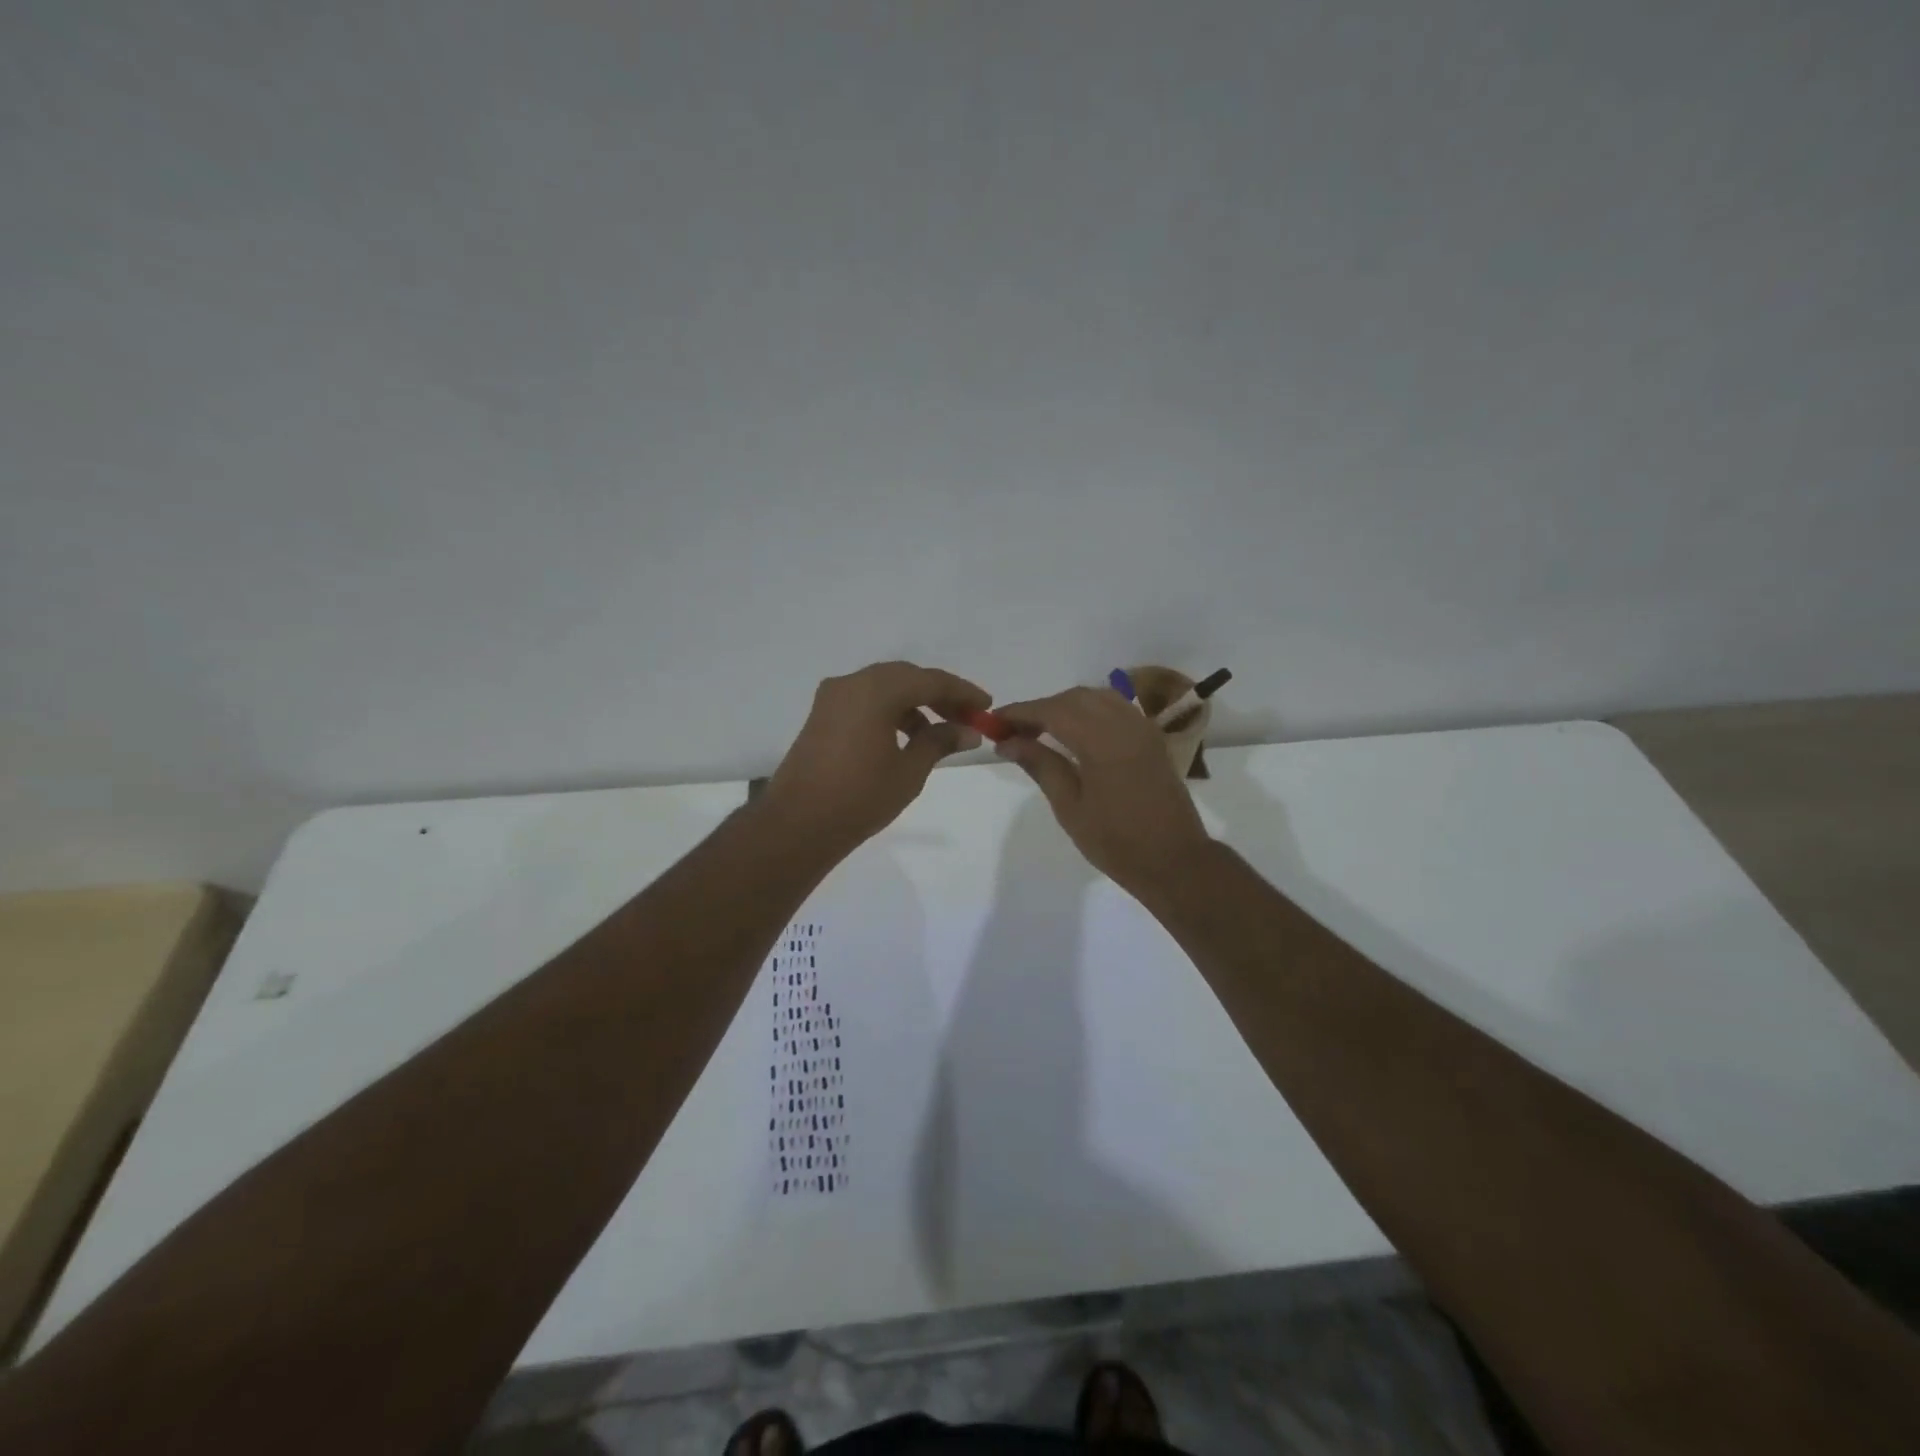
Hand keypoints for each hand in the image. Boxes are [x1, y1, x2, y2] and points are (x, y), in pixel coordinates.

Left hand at [762, 661, 990, 853]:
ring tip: (938, 735)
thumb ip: (940, 742)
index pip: (930, 680)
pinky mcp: (822, 716)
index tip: (986, 706)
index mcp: (876, 690)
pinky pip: (865, 701)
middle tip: (965, 718)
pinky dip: (889, 711)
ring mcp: (832, 698)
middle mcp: (852, 683)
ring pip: (884, 688)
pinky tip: (905, 739)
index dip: (962, 692)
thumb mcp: (909, 770)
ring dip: (914, 704)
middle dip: (938, 695)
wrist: (797, 825)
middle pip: (906, 678)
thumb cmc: (860, 797)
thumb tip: (967, 731)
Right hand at [994, 687, 1213, 895]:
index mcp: (1102, 741)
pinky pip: (1116, 709)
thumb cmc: (1116, 842)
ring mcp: (1142, 728)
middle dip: (1041, 708)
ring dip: (1066, 707)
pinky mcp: (1151, 738)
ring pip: (1097, 698)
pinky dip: (1090, 711)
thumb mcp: (1069, 807)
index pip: (1052, 711)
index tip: (994, 722)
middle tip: (1014, 732)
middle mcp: (1124, 724)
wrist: (1175, 861)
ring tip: (1041, 732)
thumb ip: (1040, 765)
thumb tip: (1007, 742)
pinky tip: (1075, 734)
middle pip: (1074, 698)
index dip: (1020, 712)